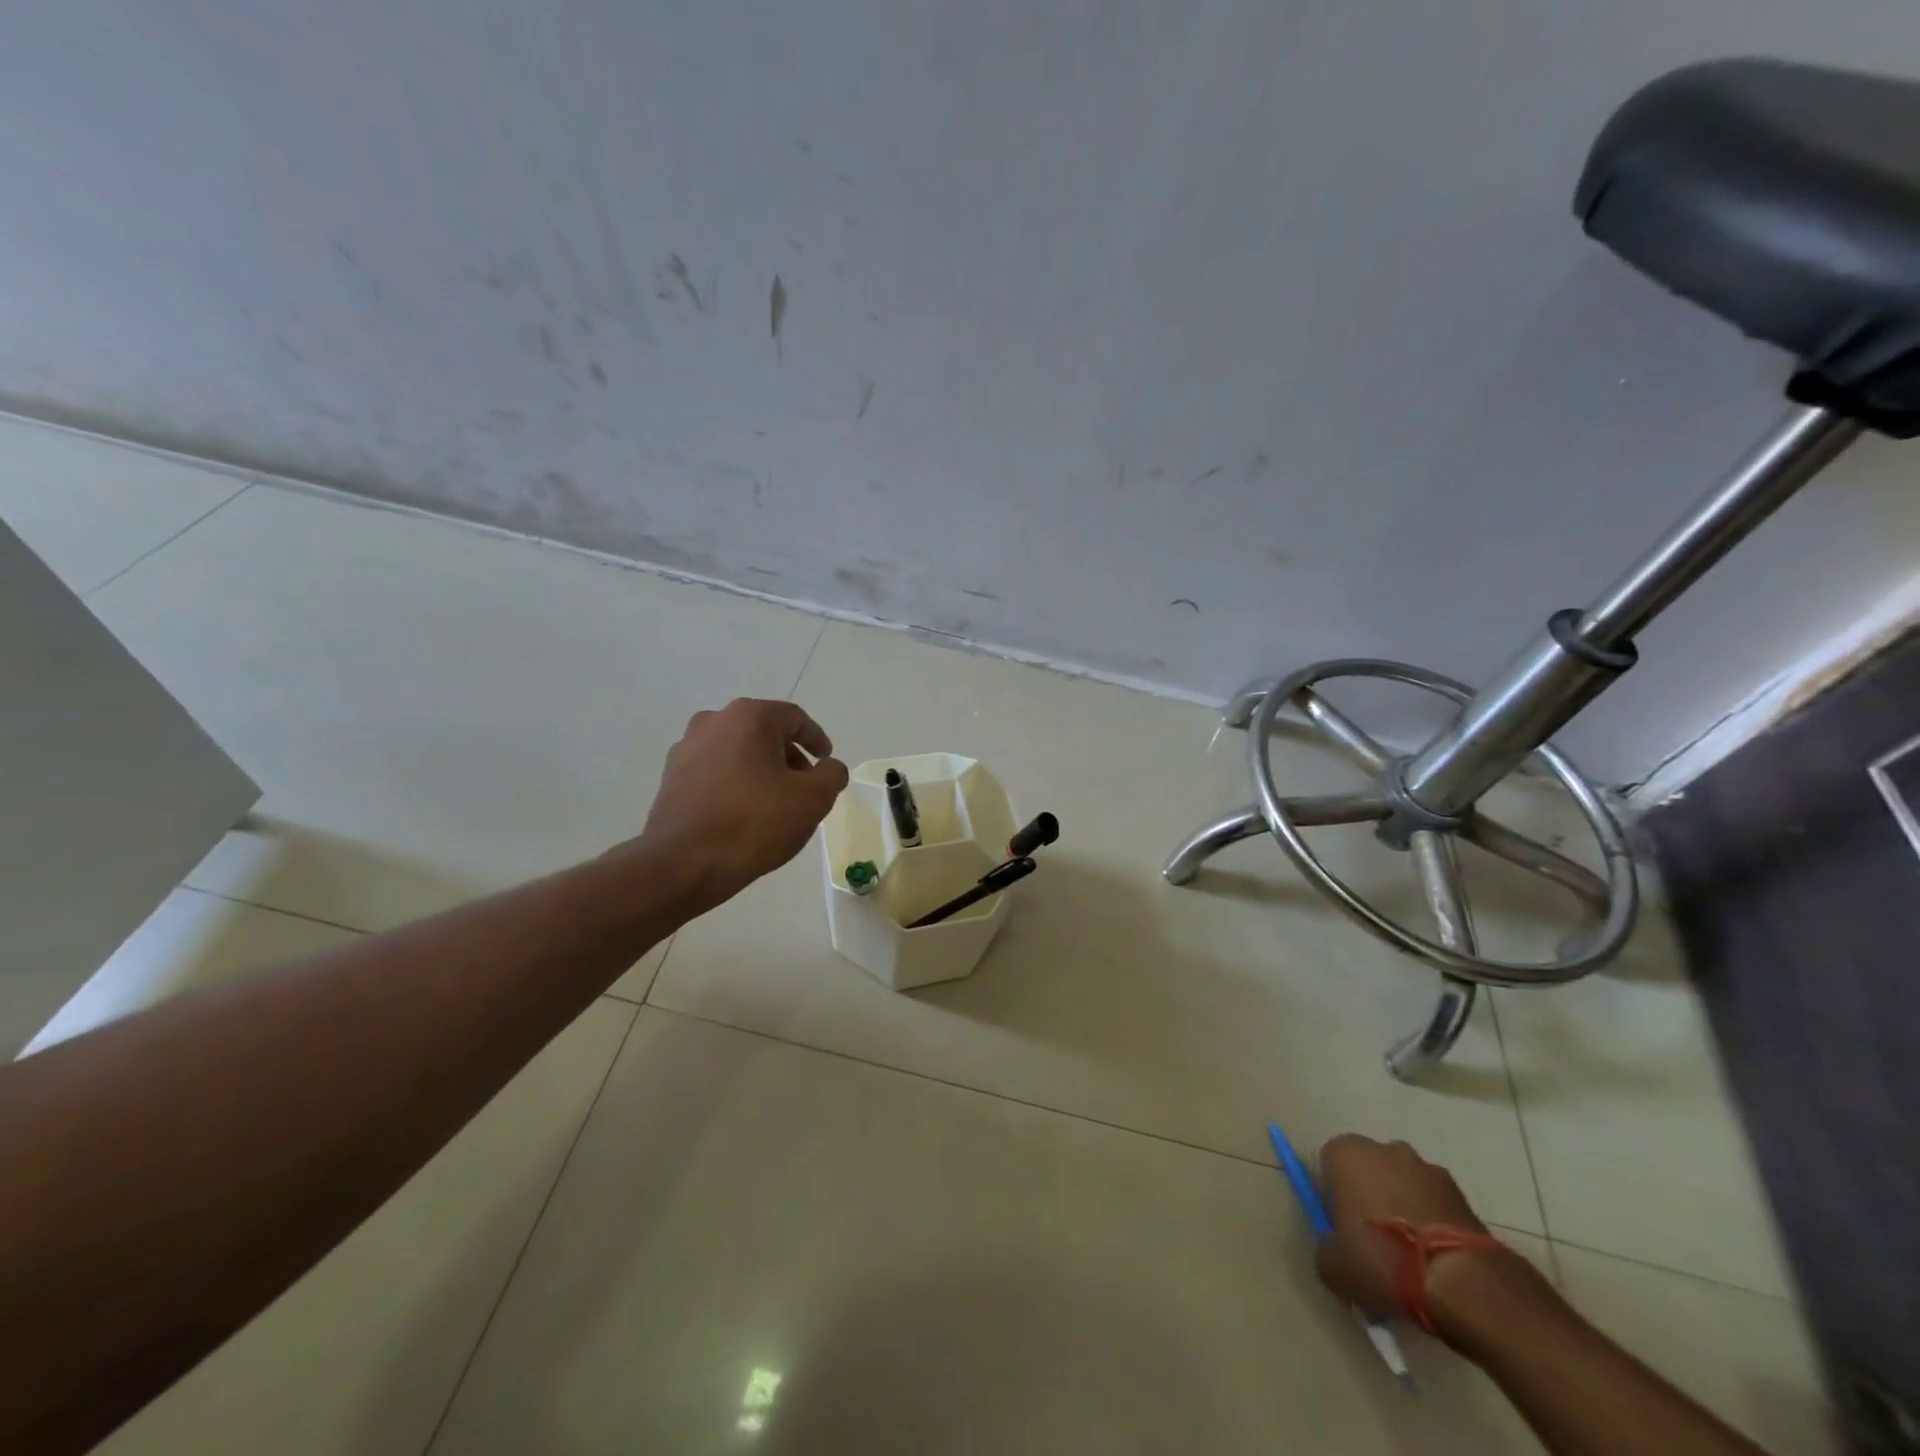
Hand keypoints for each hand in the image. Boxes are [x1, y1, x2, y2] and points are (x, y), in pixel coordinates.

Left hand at [639, 699, 849, 912]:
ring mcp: (686, 749)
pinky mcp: (671, 777)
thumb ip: (832, 775)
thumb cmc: (755, 823)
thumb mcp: (813, 799)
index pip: (794, 718)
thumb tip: (829, 767)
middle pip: (763, 732)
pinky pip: (714, 771)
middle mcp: (713, 722)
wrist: (683, 863)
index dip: (816, 739)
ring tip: (775, 802)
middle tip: (805, 785)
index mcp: (749, 717)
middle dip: (788, 756)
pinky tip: (743, 813)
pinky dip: (735, 783)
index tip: (826, 761)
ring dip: (760, 769)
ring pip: (737, 751)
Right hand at [1314, 1134, 1493, 1318]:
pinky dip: (1433, 1224)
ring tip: (1411, 1259)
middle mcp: (1384, 1148)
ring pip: (1404, 1186)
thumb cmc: (1383, 1261)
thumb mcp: (1333, 1266)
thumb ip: (1326, 1247)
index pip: (1327, 1166)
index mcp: (1345, 1153)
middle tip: (1373, 1245)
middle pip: (1368, 1171)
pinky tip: (1436, 1261)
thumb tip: (1336, 1249)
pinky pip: (1435, 1205)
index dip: (1332, 1198)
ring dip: (1403, 1210)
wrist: (1463, 1283)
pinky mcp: (1462, 1194)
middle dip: (1369, 1198)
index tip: (1341, 1231)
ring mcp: (1427, 1168)